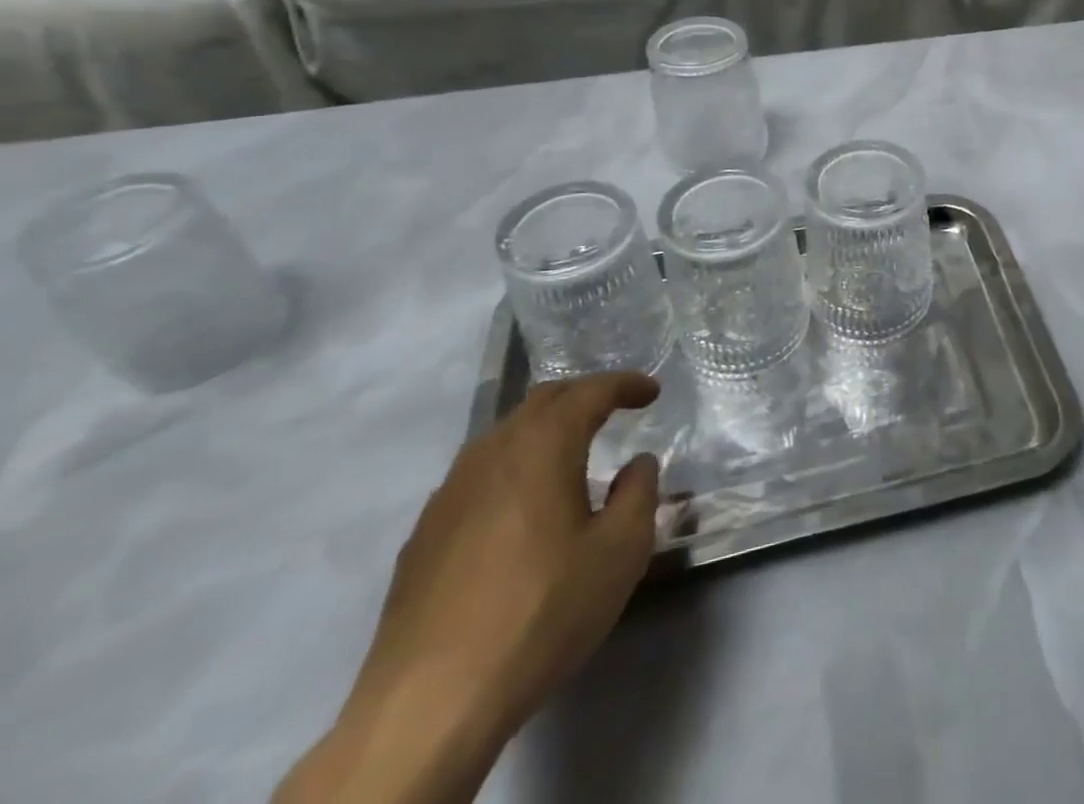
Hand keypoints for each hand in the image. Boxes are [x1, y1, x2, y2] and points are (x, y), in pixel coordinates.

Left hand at [278, 373, 661, 803]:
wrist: (428, 705)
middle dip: (583, 395)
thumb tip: (636, 464)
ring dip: (544, 430)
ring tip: (571, 452)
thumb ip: (639, 492)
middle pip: (541, 401)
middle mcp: (492, 453)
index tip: (652, 392)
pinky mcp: (423, 536)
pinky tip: (521, 506)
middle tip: (615, 407)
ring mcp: (449, 494)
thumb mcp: (620, 551)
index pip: (590, 392)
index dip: (626, 384)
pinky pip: (478, 475)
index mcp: (543, 446)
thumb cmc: (541, 612)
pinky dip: (512, 467)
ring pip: (504, 436)